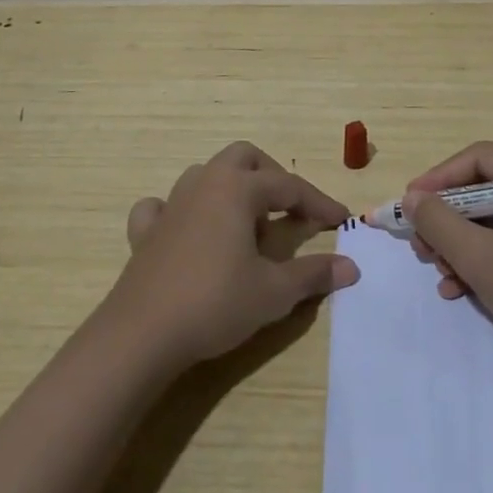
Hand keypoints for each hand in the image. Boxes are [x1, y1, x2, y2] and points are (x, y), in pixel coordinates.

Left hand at [110, 141, 358, 367]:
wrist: (141, 335)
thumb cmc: (215, 303)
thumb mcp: (274, 292)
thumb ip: (313, 274)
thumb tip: (351, 267)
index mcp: (237, 189)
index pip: (289, 186)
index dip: (319, 203)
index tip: (341, 221)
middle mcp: (204, 184)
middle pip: (244, 158)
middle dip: (272, 176)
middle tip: (290, 209)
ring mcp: (170, 205)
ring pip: (205, 175)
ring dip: (231, 189)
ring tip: (247, 224)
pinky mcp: (145, 233)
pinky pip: (162, 206)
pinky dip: (181, 211)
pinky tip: (188, 231)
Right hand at [406, 141, 492, 370]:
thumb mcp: (480, 257)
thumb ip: (439, 222)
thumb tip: (412, 198)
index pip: (479, 159)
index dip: (438, 179)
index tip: (408, 204)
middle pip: (483, 188)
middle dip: (447, 219)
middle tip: (421, 246)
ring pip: (491, 217)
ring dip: (459, 243)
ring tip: (440, 273)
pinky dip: (481, 258)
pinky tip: (459, 288)